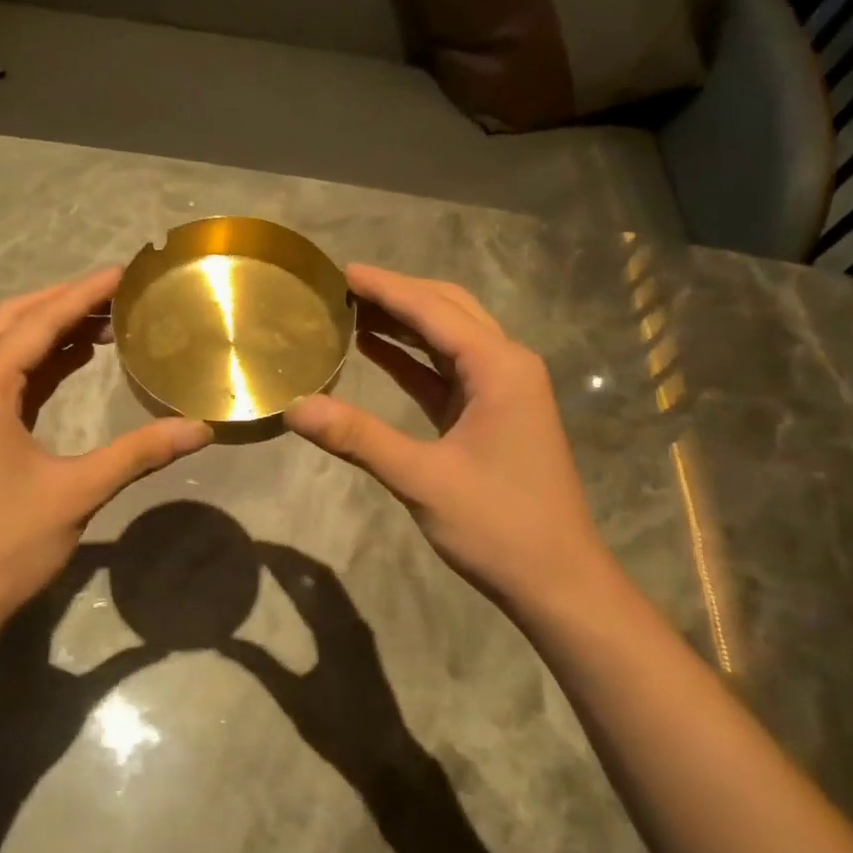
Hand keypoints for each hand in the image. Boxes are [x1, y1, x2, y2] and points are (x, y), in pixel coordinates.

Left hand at [0, 268, 211, 637]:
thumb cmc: (2, 545)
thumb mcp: (76, 493)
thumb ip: (138, 453)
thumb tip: (200, 428)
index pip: (39, 322)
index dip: (84, 293)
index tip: (125, 271)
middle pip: (15, 322)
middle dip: (66, 302)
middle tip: (119, 293)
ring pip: (7, 348)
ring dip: (53, 330)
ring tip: (108, 321)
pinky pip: (7, 379)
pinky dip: (42, 363)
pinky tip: (77, 362)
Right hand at [222, 544, 427, 787]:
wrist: (384, 756)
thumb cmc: (337, 728)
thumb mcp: (293, 697)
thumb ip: (259, 665)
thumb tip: (222, 641)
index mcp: (334, 629)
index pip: (306, 579)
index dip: (280, 559)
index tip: (253, 547)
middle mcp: (350, 620)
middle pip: (320, 574)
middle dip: (290, 557)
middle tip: (258, 550)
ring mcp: (359, 629)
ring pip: (330, 585)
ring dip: (303, 570)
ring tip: (272, 563)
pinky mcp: (361, 640)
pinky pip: (335, 599)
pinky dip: (314, 586)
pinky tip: (297, 592)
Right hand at [284, 264, 608, 612]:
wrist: (557, 581)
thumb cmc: (498, 526)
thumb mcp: (422, 479)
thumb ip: (358, 438)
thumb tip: (294, 408)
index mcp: (499, 367)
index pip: (433, 310)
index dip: (385, 288)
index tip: (340, 270)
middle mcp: (506, 365)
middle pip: (447, 311)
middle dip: (397, 294)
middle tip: (342, 287)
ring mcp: (501, 390)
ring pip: (448, 338)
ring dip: (404, 322)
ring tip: (350, 309)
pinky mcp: (490, 414)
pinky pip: (446, 371)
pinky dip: (411, 358)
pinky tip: (374, 350)